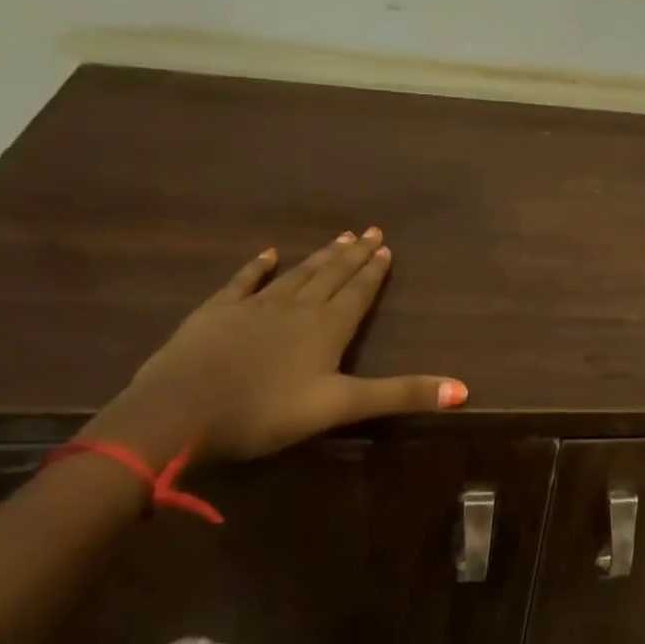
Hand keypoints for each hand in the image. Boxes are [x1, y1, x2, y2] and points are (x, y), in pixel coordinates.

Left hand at [92, 229, 466, 462]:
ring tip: (338, 237)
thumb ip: (401, 394)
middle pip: (331, 276)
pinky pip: (244, 282)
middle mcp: (296, 308)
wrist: (180, 412)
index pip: (358, 293)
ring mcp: (254, 307)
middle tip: (370, 231)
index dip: (374, 272)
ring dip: (319, 257)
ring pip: (296, 275)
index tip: (387, 247)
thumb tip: (464, 390)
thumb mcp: (341, 407)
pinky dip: (259, 266)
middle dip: (353, 255)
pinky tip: (269, 252)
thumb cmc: (266, 412)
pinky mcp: (217, 313)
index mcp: (327, 328)